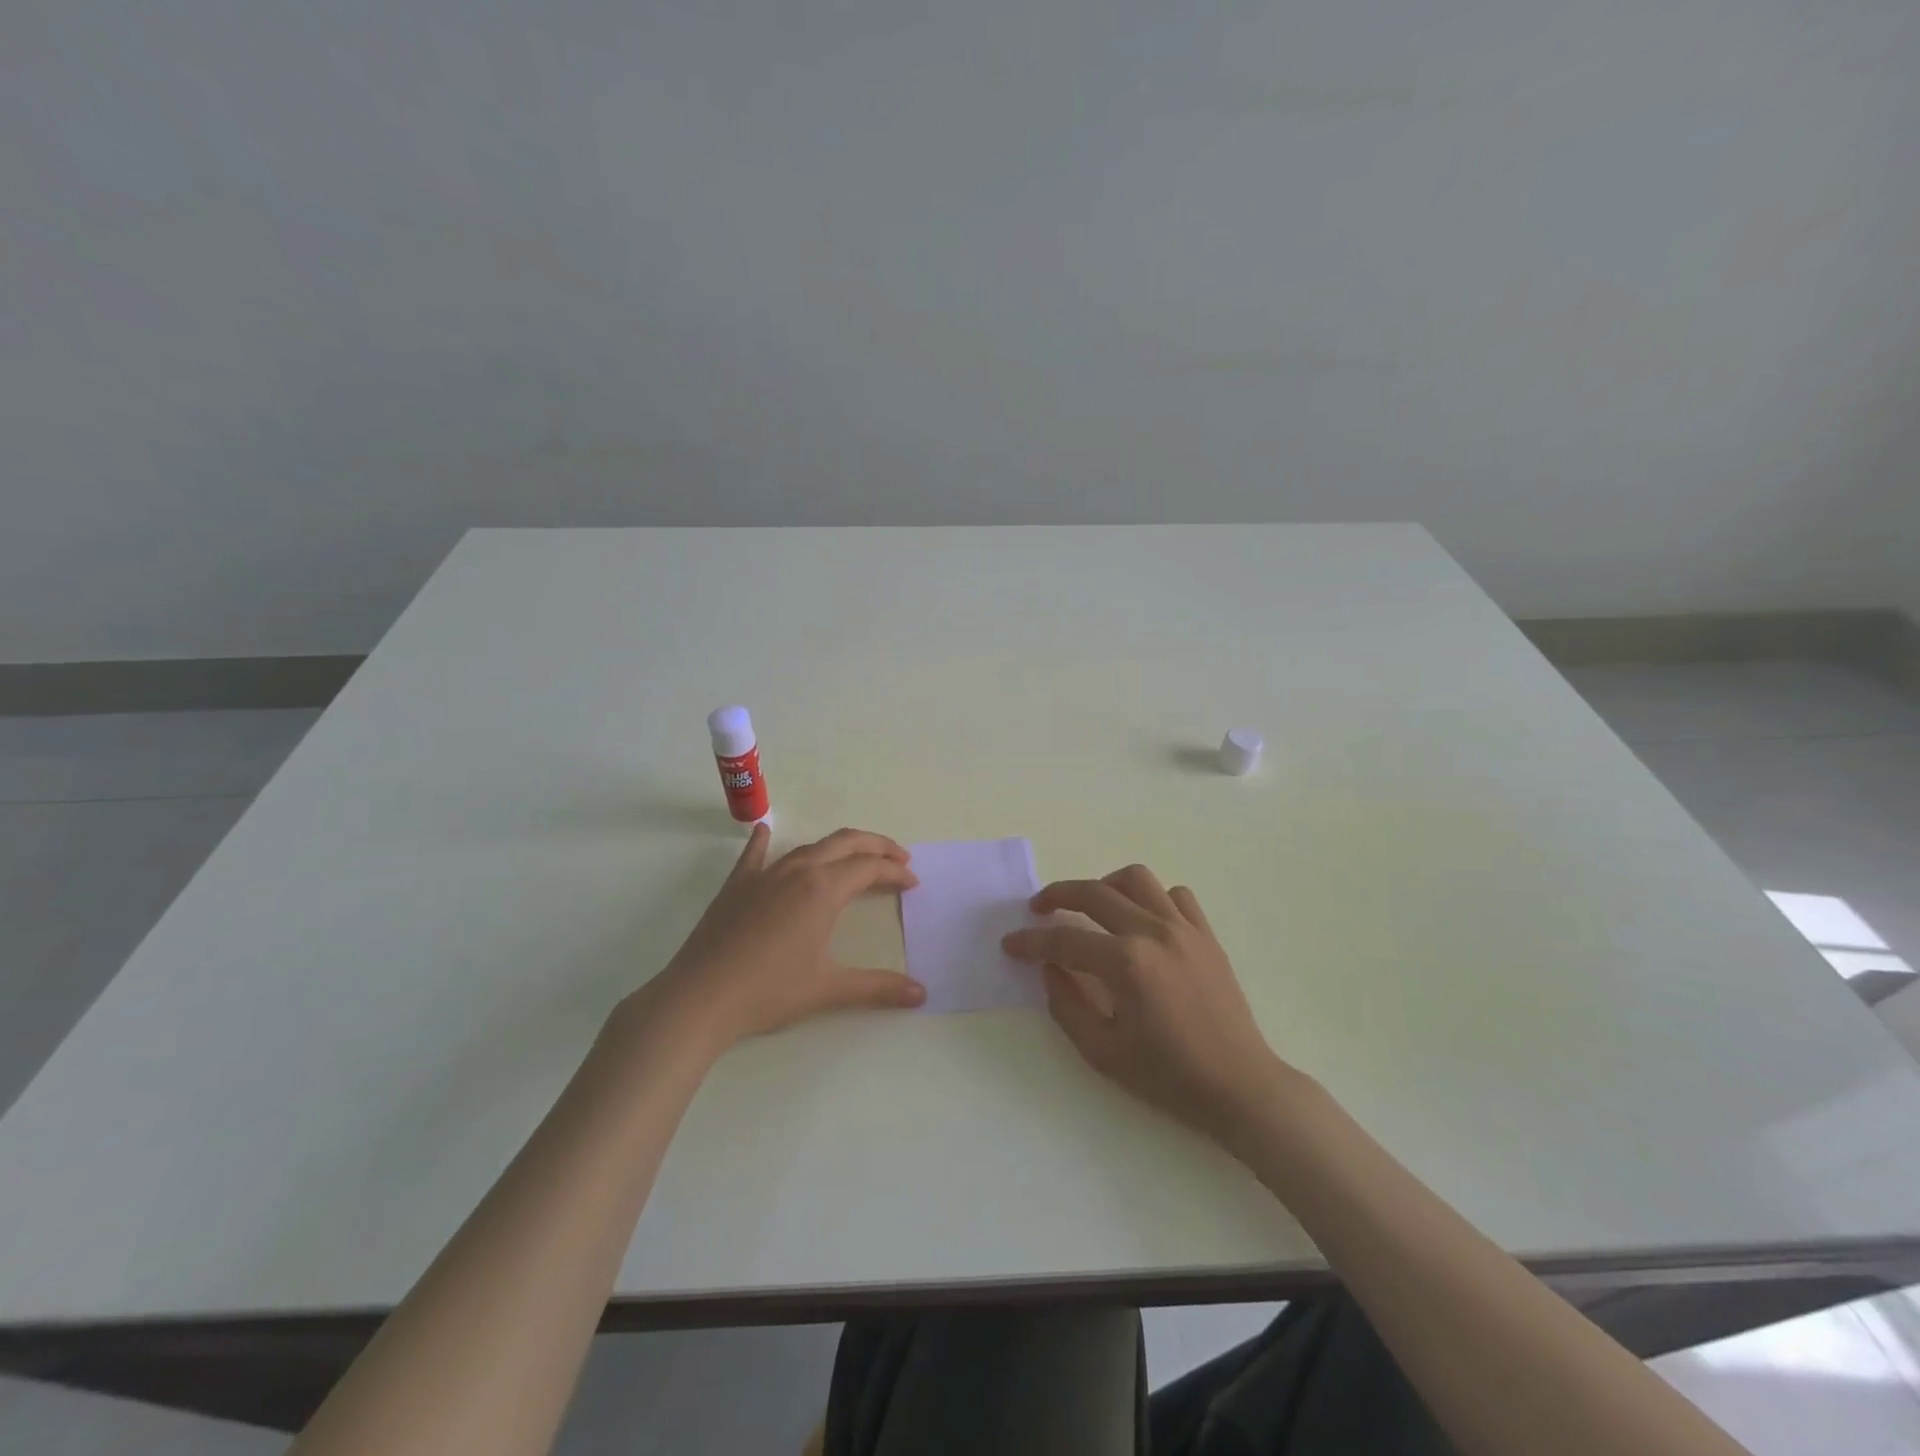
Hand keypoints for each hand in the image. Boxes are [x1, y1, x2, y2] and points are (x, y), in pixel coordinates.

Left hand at [628, 825, 924, 1057]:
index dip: (895, 873)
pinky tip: (765, 831)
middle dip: (876, 847)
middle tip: (898, 859)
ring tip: (855, 858)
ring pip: (809, 847)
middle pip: (845, 844)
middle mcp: (797, 871)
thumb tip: (922, 994)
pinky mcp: (736, 886)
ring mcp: (764, 874)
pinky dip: (764, 840)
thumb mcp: (828, 989)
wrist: (699, 998)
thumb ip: (878, 988)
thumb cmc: (768, 991)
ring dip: (839, 848)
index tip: (913, 884)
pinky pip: (754, 854)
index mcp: (822, 889)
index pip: (869, 868)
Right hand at [1002, 865, 1290, 1146]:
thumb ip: (1066, 1005)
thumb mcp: (1103, 1053)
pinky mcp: (1206, 934)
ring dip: (1105, 885)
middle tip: (1037, 908)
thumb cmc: (1169, 1077)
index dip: (1031, 941)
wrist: (1240, 1087)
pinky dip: (1151, 898)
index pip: (1065, 939)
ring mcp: (1184, 929)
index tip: (1010, 943)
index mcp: (1126, 963)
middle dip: (1057, 894)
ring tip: (1091, 906)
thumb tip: (1049, 968)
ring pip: (1136, 879)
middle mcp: (1153, 933)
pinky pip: (1175, 895)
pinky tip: (1141, 921)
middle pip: (1094, 892)